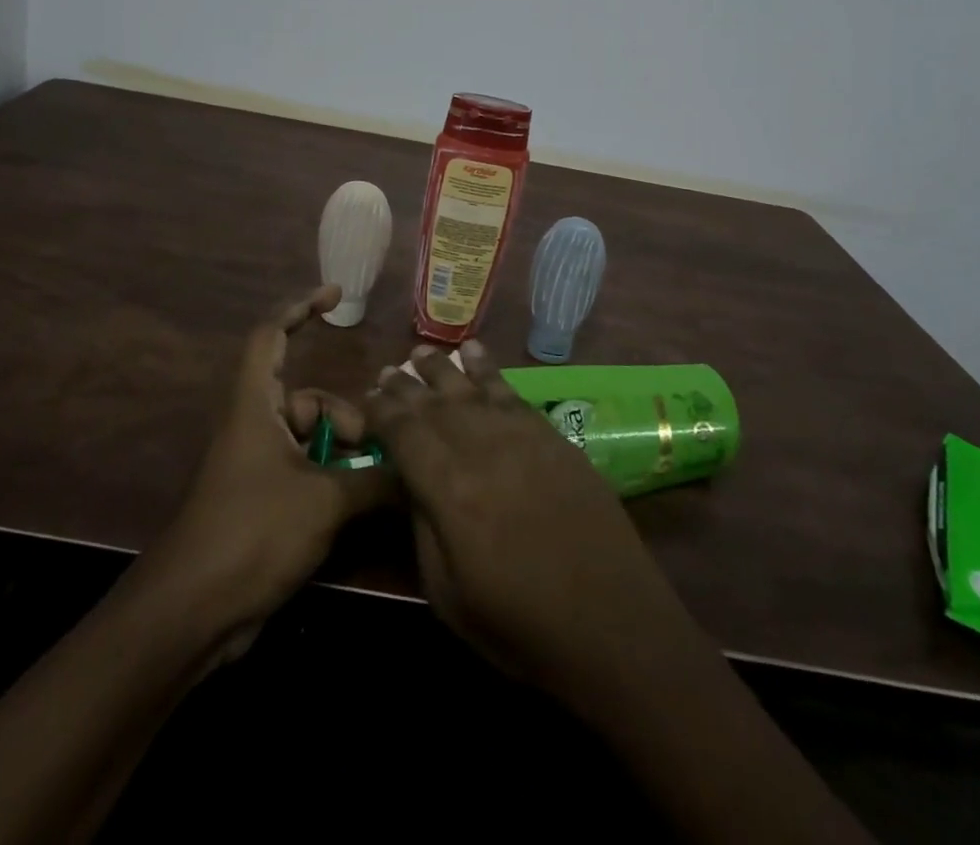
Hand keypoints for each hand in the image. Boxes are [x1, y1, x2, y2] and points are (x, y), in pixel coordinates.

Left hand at [149, 285, 391, 656]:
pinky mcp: (265, 501)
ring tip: (375, 483)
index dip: (299, 308)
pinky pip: (308, 472)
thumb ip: (374, 479)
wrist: (193, 613)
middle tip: (375, 447)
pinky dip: (335, 480)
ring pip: (313, 440)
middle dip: (345, 416)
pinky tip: (363, 505)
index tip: (334, 295)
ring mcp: (259, 466)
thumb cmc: (252, 534)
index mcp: (255, 405)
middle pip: (308, 399)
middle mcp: (255, 426)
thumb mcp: (323, 502)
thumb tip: (418, 467)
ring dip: (345, 455)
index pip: (271, 335)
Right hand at [365, 342, 702, 700]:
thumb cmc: (521, 625)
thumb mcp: (448, 595)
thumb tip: (409, 481)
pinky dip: (489, 369)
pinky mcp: (550, 435)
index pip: (404, 433)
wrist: (613, 623)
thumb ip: (421, 528)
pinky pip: (510, 391)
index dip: (382, 411)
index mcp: (448, 489)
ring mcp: (519, 436)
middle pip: (433, 404)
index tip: (367, 396)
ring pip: (470, 388)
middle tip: (388, 371)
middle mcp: (480, 448)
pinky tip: (475, 354)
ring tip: (422, 353)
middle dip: (406, 386)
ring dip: (443, 368)